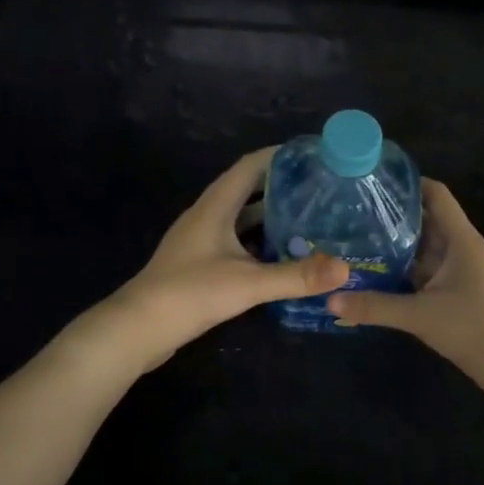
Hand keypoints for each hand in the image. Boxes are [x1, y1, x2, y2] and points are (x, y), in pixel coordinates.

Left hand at [94, 148, 349, 374]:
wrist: (138, 328)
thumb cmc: (190, 293)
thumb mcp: (248, 283)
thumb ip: (297, 276)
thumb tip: (345, 269)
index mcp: (215, 206)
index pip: (250, 166)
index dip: (279, 156)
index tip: (312, 155)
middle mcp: (207, 216)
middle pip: (248, 191)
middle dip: (283, 188)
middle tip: (321, 191)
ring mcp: (201, 241)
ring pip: (242, 220)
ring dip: (272, 218)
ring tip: (310, 220)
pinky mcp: (200, 264)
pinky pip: (236, 243)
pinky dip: (260, 244)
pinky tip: (283, 256)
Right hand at [324, 179, 483, 383]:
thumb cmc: (475, 328)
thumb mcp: (421, 315)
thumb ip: (375, 306)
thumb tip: (330, 301)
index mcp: (461, 240)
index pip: (436, 195)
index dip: (408, 183)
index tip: (374, 182)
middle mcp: (461, 249)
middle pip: (426, 220)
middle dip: (392, 217)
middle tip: (352, 214)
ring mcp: (461, 273)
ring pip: (424, 249)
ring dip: (396, 246)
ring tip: (356, 241)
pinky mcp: (458, 295)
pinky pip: (426, 273)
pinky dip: (404, 272)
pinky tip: (377, 276)